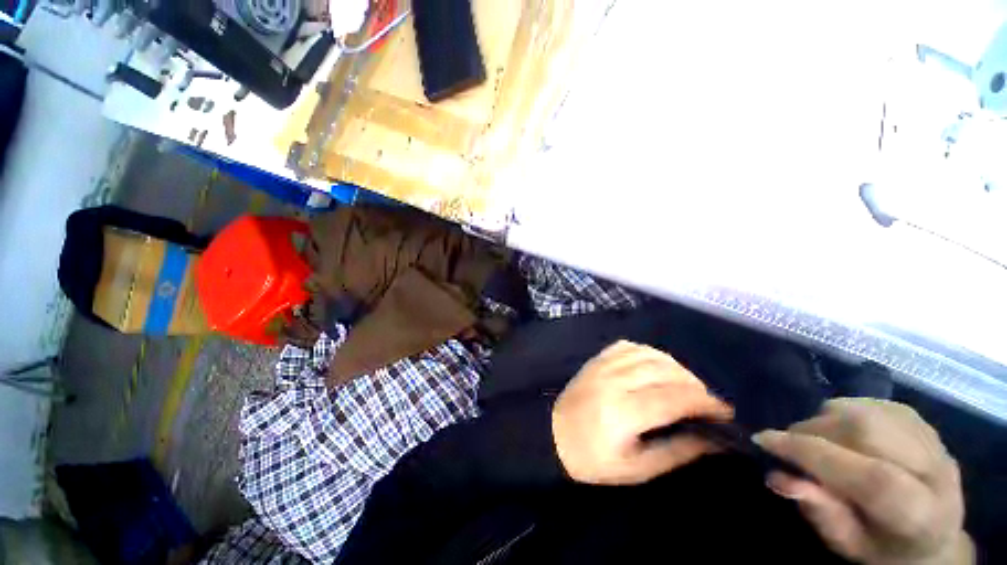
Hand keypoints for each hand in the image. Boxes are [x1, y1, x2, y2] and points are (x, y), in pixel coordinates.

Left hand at [552, 340, 732, 485]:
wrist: (552, 434)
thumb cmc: (592, 459)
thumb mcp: (636, 468)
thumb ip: (676, 452)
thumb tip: (713, 441)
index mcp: (624, 412)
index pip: (674, 398)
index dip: (706, 403)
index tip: (725, 412)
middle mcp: (615, 380)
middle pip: (665, 371)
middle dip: (695, 385)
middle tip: (706, 403)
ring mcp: (604, 365)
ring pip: (650, 354)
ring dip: (675, 368)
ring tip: (686, 386)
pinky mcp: (597, 359)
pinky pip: (629, 346)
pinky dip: (650, 353)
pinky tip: (656, 366)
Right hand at [753, 398, 972, 564]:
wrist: (932, 539)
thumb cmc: (882, 548)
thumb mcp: (848, 544)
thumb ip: (820, 512)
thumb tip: (778, 476)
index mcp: (921, 515)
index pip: (871, 477)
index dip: (812, 454)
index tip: (764, 440)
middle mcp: (936, 471)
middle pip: (869, 431)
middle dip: (814, 430)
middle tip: (790, 442)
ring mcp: (933, 441)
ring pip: (868, 410)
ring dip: (827, 418)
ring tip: (816, 437)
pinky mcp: (924, 422)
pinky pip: (874, 403)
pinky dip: (845, 411)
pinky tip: (841, 430)